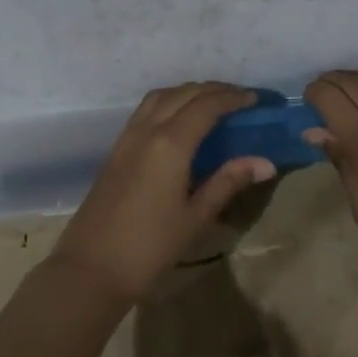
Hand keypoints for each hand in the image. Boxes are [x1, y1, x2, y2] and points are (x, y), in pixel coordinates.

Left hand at [49, 82, 276, 303]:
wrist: (92, 266)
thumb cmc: (150, 246)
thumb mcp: (196, 216)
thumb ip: (228, 182)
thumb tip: (265, 162)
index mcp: (170, 143)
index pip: (206, 106)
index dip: (232, 98)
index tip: (255, 100)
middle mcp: (148, 130)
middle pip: (184, 94)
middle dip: (214, 90)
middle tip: (239, 99)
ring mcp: (128, 137)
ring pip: (161, 96)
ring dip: (188, 92)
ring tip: (212, 103)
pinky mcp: (117, 148)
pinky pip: (146, 109)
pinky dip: (169, 101)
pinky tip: (179, 119)